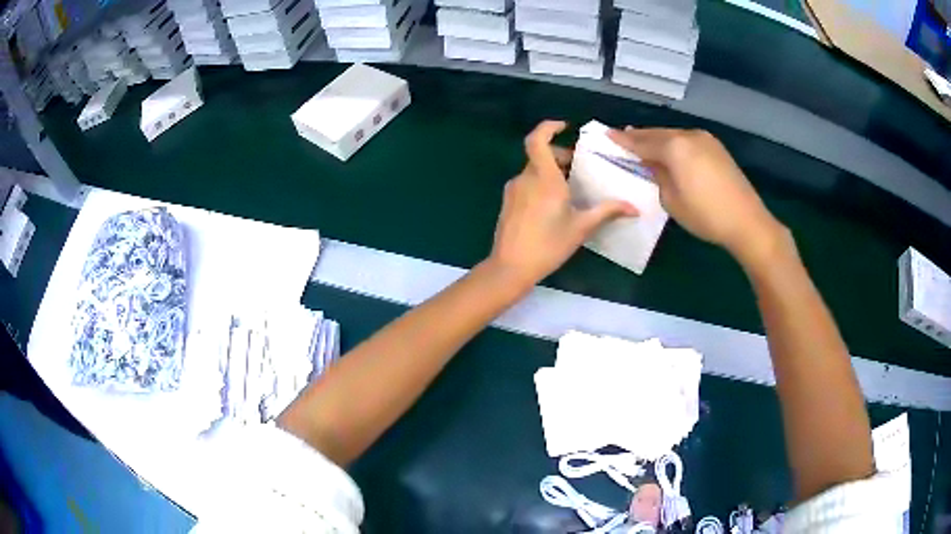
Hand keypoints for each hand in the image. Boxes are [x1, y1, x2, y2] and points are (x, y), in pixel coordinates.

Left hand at [487, 121, 637, 287]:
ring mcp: (514, 190)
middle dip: (560, 155)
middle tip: (579, 167)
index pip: (538, 139)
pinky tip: (554, 205)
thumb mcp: (581, 228)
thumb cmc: (548, 245)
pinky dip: (541, 183)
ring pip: (533, 170)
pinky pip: (527, 183)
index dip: (549, 127)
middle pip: (540, 155)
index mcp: (543, 178)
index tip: (565, 127)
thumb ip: (607, 212)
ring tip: (571, 189)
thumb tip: (634, 208)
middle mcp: (526, 178)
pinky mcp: (508, 202)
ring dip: (552, 171)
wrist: (510, 268)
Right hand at [608, 127, 786, 266]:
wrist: (747, 221)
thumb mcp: (672, 200)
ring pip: (674, 135)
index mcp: (674, 147)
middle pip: (658, 134)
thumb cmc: (705, 215)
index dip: (624, 140)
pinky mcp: (716, 148)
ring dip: (658, 139)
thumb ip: (658, 176)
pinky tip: (670, 151)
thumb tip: (654, 165)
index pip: (642, 142)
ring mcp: (705, 140)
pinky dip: (675, 144)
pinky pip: (687, 140)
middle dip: (640, 136)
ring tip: (644, 144)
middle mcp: (688, 136)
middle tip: (623, 138)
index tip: (607, 135)